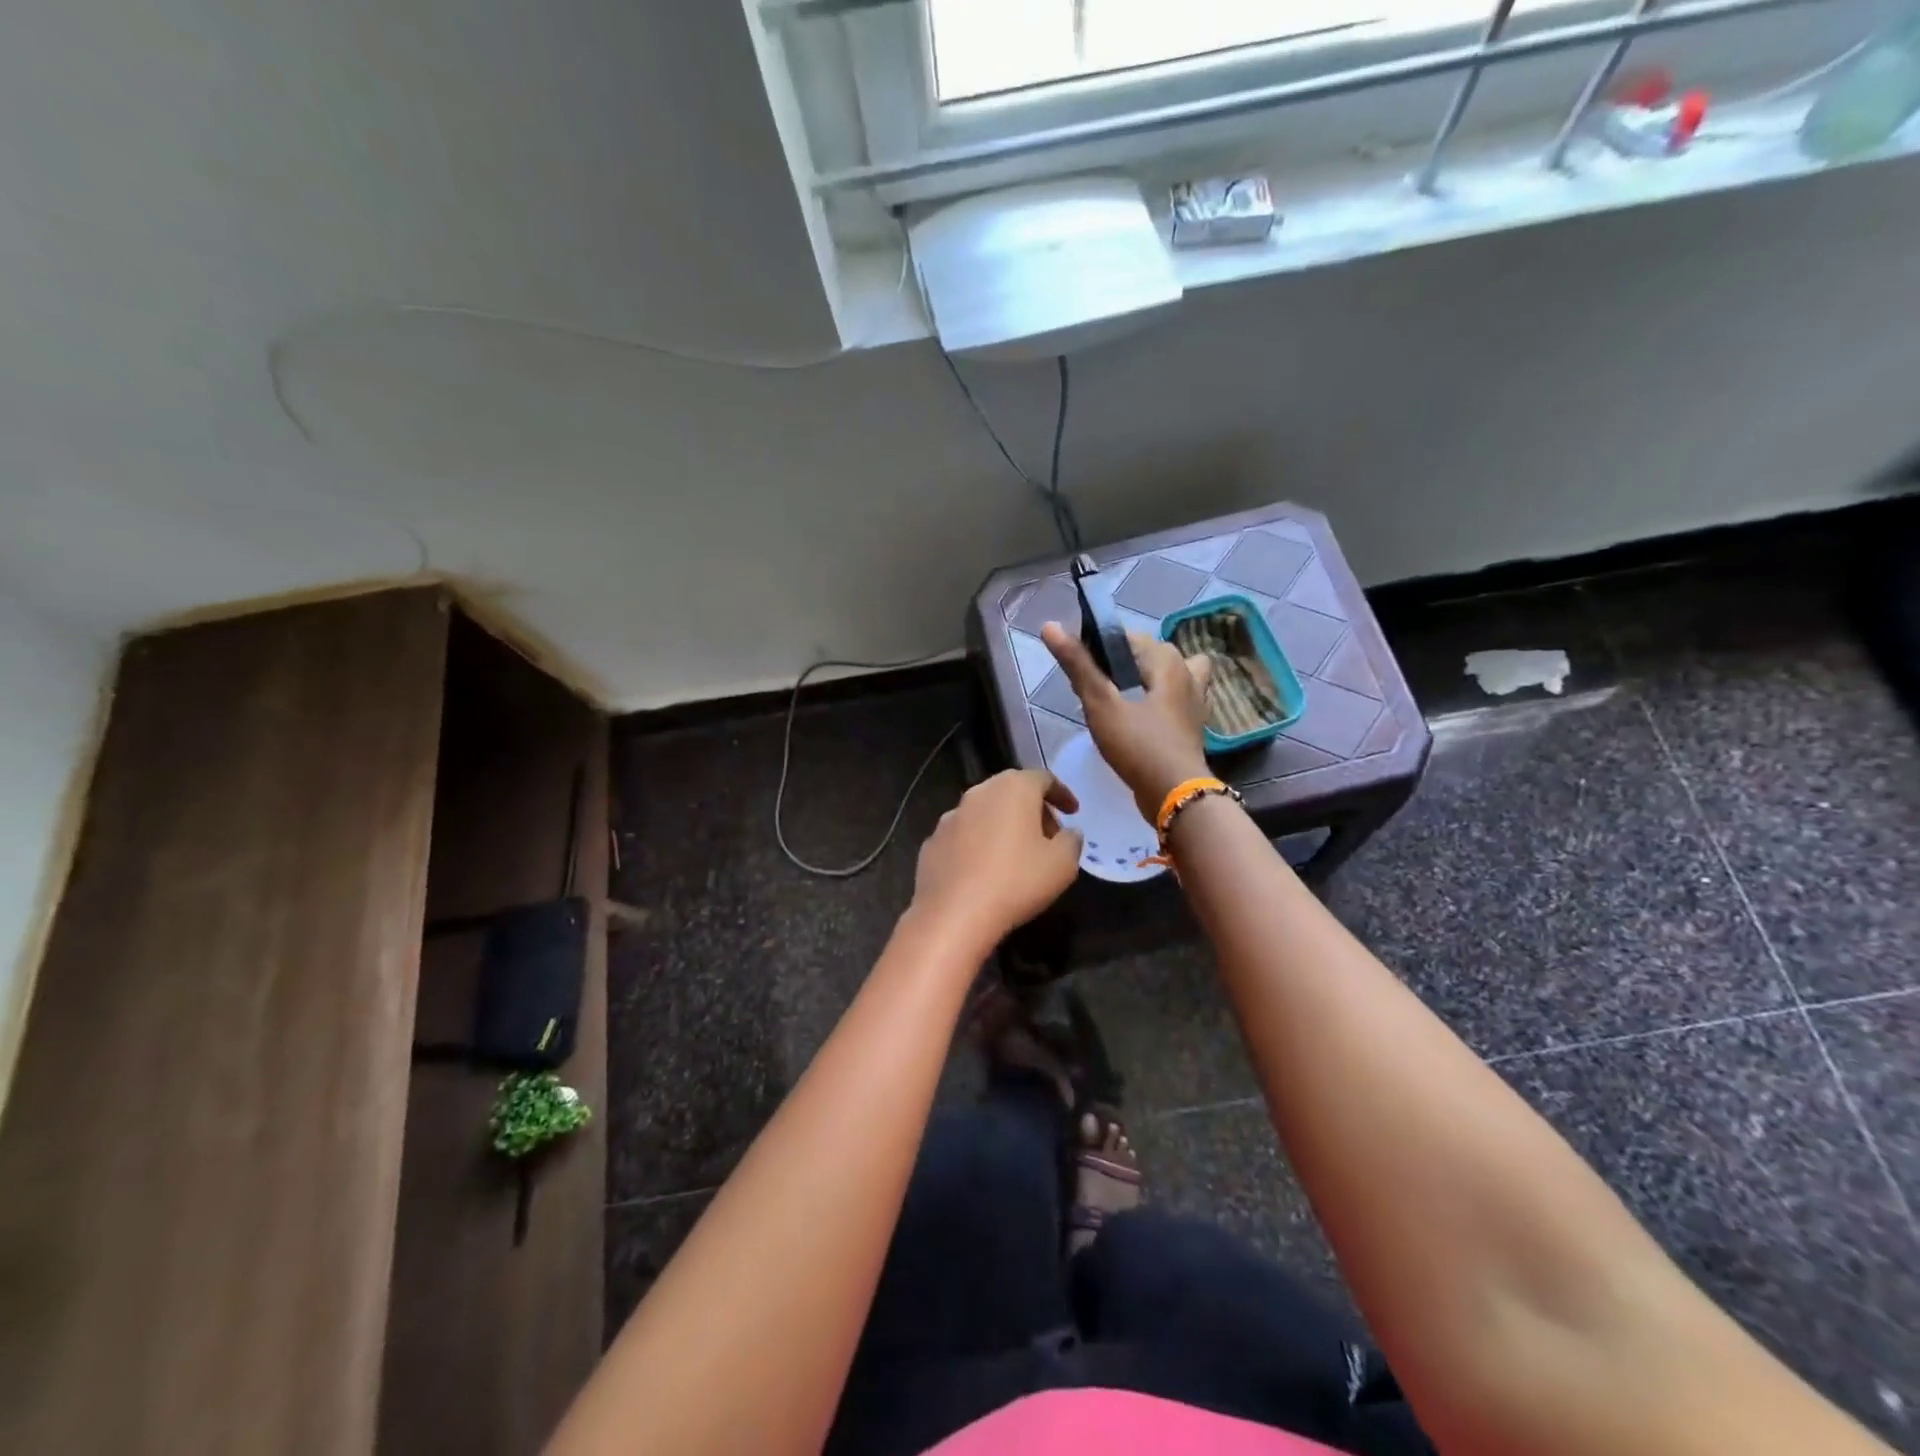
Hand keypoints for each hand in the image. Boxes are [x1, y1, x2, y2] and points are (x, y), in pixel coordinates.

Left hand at [912, 769, 1082, 946]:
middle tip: (1050, 836)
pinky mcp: (932, 842)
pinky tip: (986, 870)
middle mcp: (978, 793)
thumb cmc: (1016, 882)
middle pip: (1012, 791)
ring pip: (985, 812)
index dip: (1062, 794)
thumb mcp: (1062, 864)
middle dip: (1034, 809)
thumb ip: (1072, 841)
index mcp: (1012, 788)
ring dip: (1004, 826)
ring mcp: (951, 817)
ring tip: (1018, 854)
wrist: (953, 914)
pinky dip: (979, 844)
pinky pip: (965, 836)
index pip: (1043, 779)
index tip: (1073, 812)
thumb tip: (1068, 833)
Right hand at [1041, 622, 1212, 821]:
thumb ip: (1077, 665)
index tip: (1081, 674)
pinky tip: (1138, 721)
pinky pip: (1171, 701)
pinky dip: (1156, 704)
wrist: (1174, 793)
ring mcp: (1195, 700)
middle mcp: (1188, 672)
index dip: (1100, 649)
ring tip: (1120, 702)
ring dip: (1144, 684)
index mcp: (1168, 659)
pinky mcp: (1192, 725)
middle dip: (1122, 667)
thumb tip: (1050, 626)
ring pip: (1166, 678)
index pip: (1127, 638)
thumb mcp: (1100, 702)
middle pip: (1148, 657)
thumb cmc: (1138, 743)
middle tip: (1096, 693)